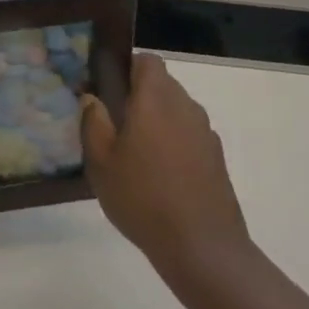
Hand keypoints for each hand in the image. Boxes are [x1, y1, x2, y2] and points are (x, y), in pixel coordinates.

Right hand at [83, 54, 248, 272]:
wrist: (202, 247)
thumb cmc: (142, 197)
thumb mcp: (101, 161)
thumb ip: (93, 122)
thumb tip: (91, 98)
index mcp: (155, 99)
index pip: (147, 61)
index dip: (127, 67)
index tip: (109, 87)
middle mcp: (185, 107)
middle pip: (162, 84)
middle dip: (139, 95)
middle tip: (114, 122)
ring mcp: (205, 133)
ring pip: (176, 110)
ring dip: (157, 119)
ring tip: (135, 152)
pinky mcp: (217, 158)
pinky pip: (189, 135)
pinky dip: (174, 142)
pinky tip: (159, 175)